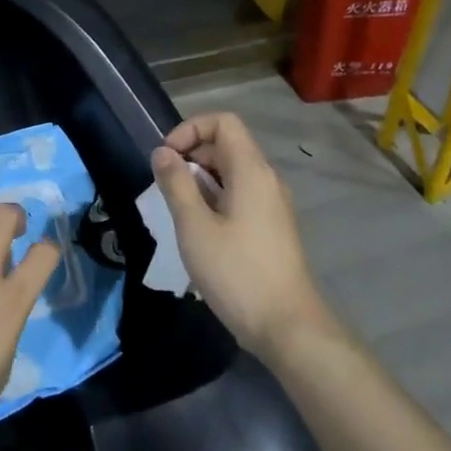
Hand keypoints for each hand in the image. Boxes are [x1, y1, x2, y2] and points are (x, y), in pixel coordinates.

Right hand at [151, 112, 333, 360]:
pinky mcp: (271, 227)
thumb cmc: (237, 273)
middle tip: (165, 188)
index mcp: (251, 171)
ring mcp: (271, 205)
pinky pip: (239, 196)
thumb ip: (176, 184)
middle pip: (226, 146)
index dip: (190, 129)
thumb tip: (162, 152)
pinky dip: (214, 200)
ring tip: (177, 212)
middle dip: (191, 156)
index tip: (166, 157)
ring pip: (231, 173)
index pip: (223, 122)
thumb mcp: (194, 227)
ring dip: (200, 181)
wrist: (288, 328)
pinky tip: (198, 232)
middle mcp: (266, 180)